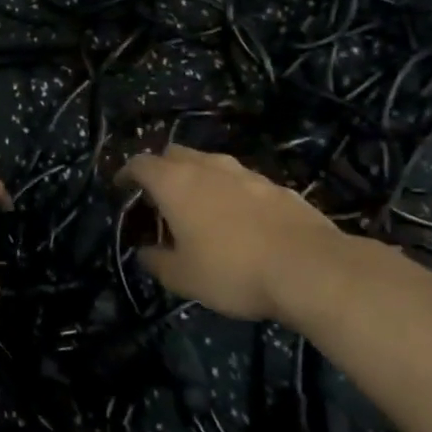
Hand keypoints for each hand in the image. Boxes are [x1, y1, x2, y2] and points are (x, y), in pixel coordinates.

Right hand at [117, 145, 346, 319]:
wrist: (310, 269)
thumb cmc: (233, 270)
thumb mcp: (183, 277)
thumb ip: (157, 261)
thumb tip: (145, 252)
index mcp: (175, 183)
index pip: (140, 164)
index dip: (127, 173)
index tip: (121, 187)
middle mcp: (207, 167)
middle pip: (175, 154)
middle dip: (162, 169)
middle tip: (159, 197)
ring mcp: (246, 174)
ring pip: (211, 164)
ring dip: (199, 179)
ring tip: (200, 207)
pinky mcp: (277, 187)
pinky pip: (243, 182)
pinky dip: (231, 193)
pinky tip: (240, 220)